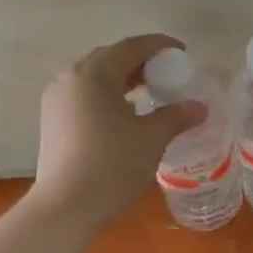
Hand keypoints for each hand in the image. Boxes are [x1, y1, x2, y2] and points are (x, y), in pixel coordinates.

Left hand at [28, 34, 207, 230]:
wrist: (65, 207)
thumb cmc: (112, 165)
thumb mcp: (152, 138)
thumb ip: (177, 116)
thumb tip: (200, 107)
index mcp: (94, 74)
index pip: (131, 47)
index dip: (159, 45)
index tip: (182, 52)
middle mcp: (70, 79)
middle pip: (109, 57)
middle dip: (139, 60)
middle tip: (166, 72)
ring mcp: (56, 100)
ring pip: (94, 77)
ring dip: (122, 78)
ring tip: (148, 91)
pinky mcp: (52, 121)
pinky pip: (84, 95)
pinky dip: (107, 94)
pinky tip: (124, 113)